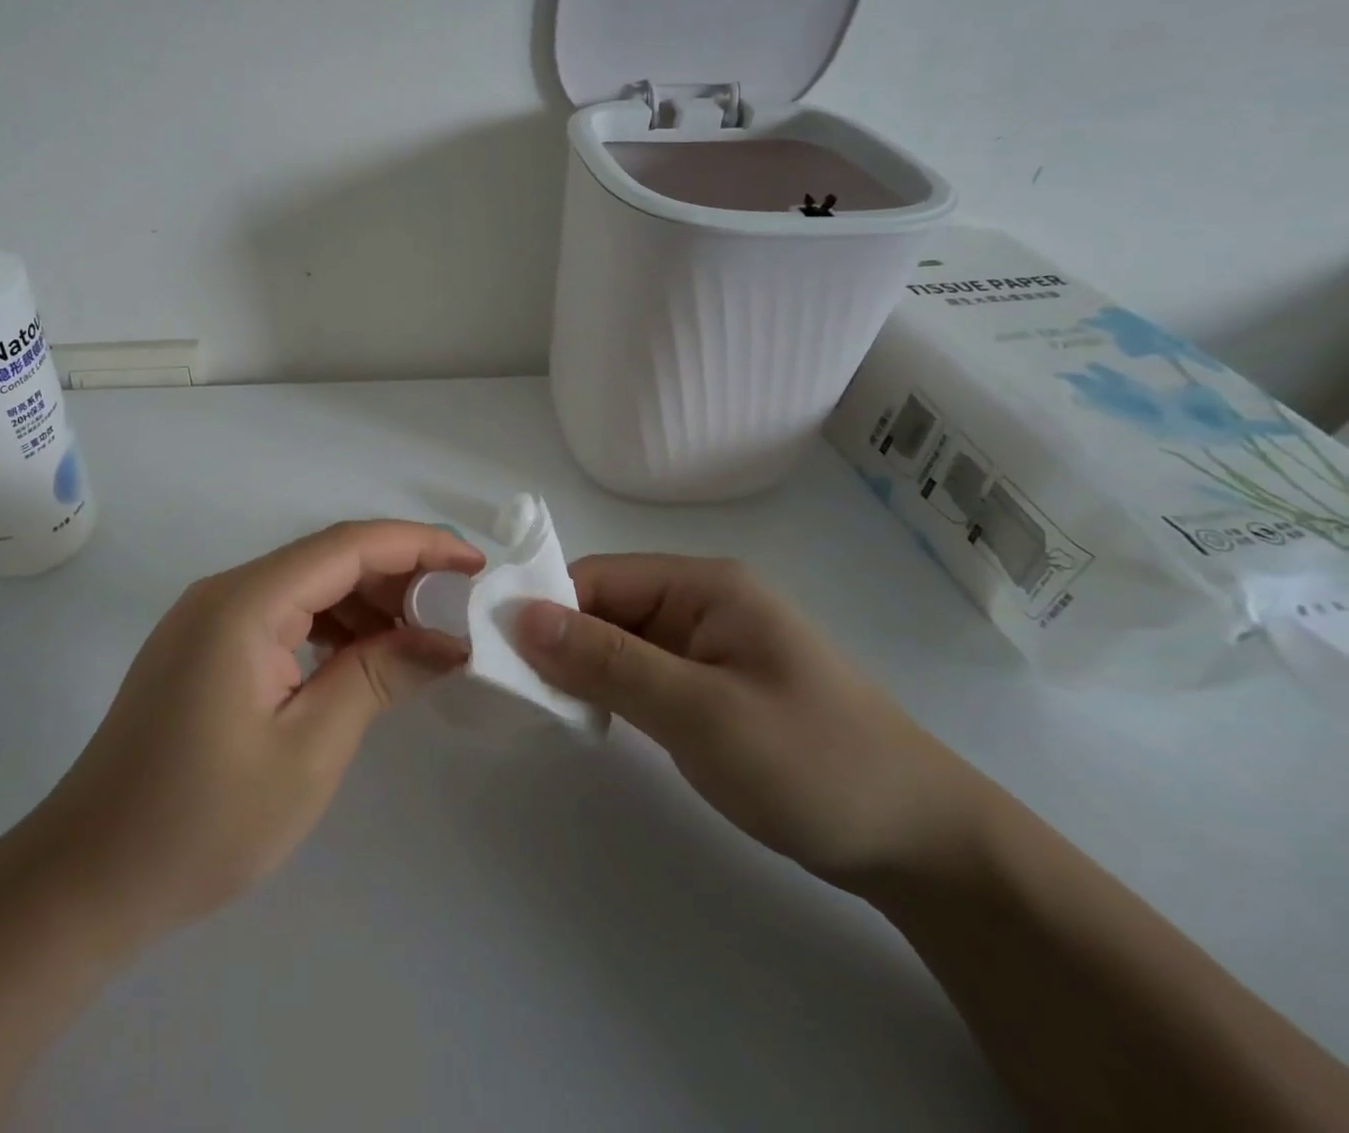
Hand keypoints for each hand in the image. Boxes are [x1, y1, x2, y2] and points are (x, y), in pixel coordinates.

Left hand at [36, 521, 483, 938]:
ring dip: (365, 604)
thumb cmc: (203, 821)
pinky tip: (362, 659)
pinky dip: (329, 628)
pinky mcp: (203, 648)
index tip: (476, 564)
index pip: (348, 546)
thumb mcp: (309, 750)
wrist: (88, 878)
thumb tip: (448, 640)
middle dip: (397, 577)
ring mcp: (208, 619)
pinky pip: (281, 616)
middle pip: (327, 559)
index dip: (418, 546)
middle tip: (457, 612)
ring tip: (421, 639)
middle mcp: (225, 592)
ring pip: (305, 587)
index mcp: (246, 602)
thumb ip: (379, 677)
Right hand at [515, 555, 989, 887]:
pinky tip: (589, 717)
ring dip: (582, 670)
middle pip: (605, 606)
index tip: (500, 653)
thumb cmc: (812, 763)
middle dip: (560, 642)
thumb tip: (520, 615)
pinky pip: (641, 672)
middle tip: (516, 691)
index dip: (547, 608)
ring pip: (619, 642)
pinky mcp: (710, 685)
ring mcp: (707, 645)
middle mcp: (701, 602)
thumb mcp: (700, 712)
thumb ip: (608, 662)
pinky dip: (610, 691)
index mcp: (704, 584)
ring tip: (545, 707)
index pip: (600, 577)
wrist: (923, 846)